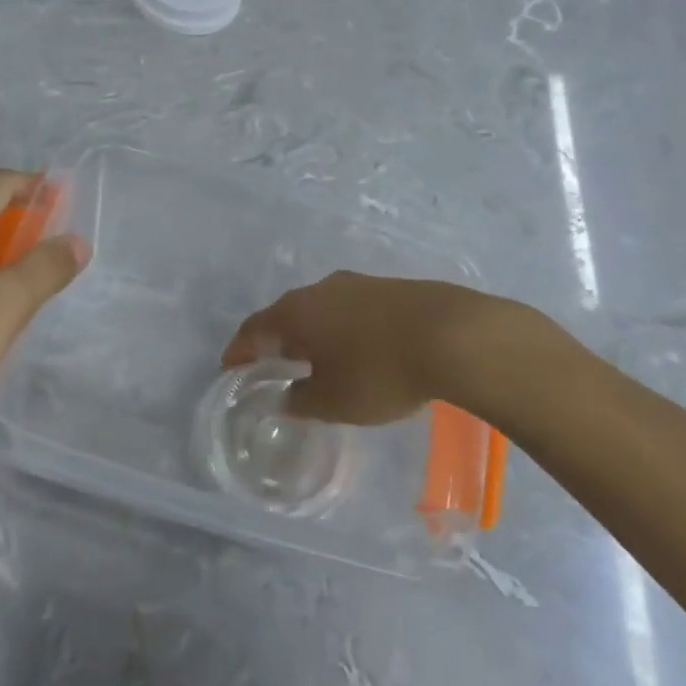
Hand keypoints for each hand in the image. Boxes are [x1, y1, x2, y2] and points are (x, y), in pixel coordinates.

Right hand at [222, 272, 497, 424]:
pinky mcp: (392, 288)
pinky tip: (358, 347)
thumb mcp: (334, 401)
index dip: (240, 349)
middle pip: (288, 313)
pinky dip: (344, 328)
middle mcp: (322, 289)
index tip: (230, 365)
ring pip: (323, 308)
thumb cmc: (380, 371)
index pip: (255, 328)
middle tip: (272, 362)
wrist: (454, 335)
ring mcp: (359, 284)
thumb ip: (302, 400)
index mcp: (298, 312)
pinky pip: (353, 309)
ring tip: (316, 356)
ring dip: (314, 332)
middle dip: (277, 338)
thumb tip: (287, 397)